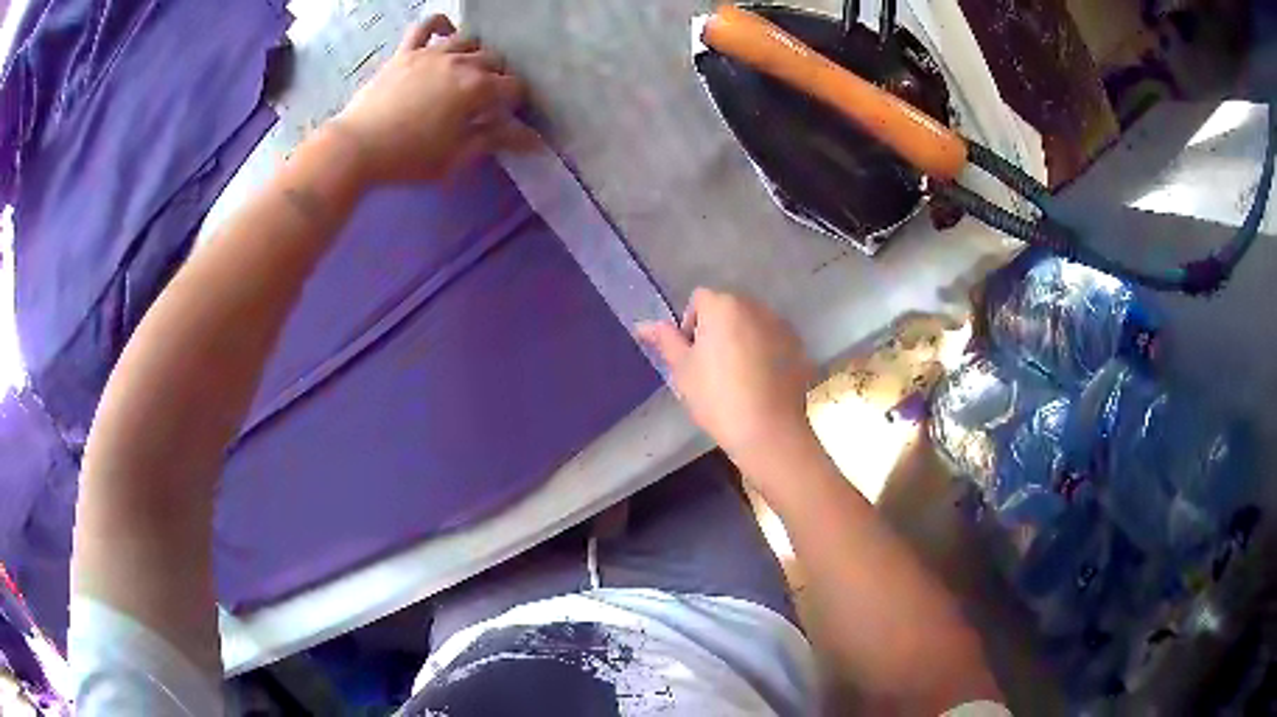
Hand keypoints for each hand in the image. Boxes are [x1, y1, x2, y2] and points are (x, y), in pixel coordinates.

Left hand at [330, 15, 535, 183]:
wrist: (356, 148)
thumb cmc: (409, 159)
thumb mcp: (456, 157)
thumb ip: (494, 140)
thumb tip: (532, 140)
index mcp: (476, 88)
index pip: (513, 87)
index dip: (516, 103)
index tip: (508, 117)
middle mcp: (459, 62)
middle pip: (494, 60)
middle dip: (498, 78)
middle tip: (488, 99)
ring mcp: (431, 53)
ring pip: (468, 40)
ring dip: (475, 54)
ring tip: (469, 71)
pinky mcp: (406, 52)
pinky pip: (427, 25)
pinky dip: (441, 24)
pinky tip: (447, 32)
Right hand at [637, 289, 814, 466]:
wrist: (768, 430)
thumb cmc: (717, 397)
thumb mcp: (682, 370)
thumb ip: (665, 340)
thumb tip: (643, 325)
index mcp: (724, 306)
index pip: (700, 299)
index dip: (691, 325)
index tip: (692, 356)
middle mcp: (755, 306)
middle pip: (729, 308)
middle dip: (718, 329)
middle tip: (712, 367)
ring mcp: (781, 326)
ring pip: (753, 324)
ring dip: (743, 339)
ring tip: (739, 376)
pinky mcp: (799, 347)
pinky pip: (774, 341)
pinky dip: (766, 353)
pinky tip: (761, 383)